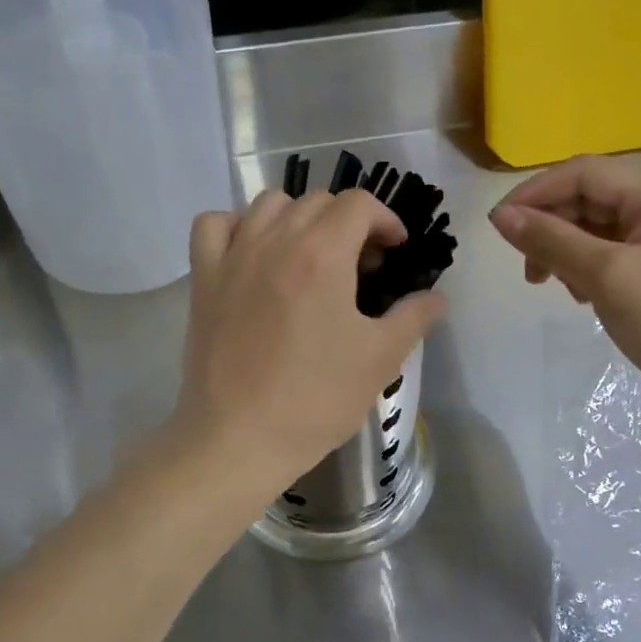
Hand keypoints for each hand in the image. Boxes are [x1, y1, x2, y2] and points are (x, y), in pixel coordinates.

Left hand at [172, 189, 446, 505]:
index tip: (394, 252)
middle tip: (361, 265)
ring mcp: (233, 257)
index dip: (386, 220)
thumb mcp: (379, 359)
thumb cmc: (315, 399)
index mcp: (322, 255)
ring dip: (298, 217)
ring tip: (310, 255)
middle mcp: (275, 241)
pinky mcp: (203, 279)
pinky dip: (237, 226)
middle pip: (318, 201)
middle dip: (348, 222)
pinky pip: (214, 225)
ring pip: (268, 204)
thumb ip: (414, 317)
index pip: (358, 204)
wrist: (239, 440)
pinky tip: (253, 253)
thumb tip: (437, 297)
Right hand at [489, 156, 640, 426]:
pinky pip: (613, 247)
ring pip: (597, 224)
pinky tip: (582, 294)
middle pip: (590, 196)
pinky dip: (587, 265)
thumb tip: (500, 215)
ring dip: (567, 250)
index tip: (498, 225)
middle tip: (529, 270)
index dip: (535, 194)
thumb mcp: (605, 276)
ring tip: (558, 287)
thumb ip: (551, 239)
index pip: (584, 173)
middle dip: (552, 228)